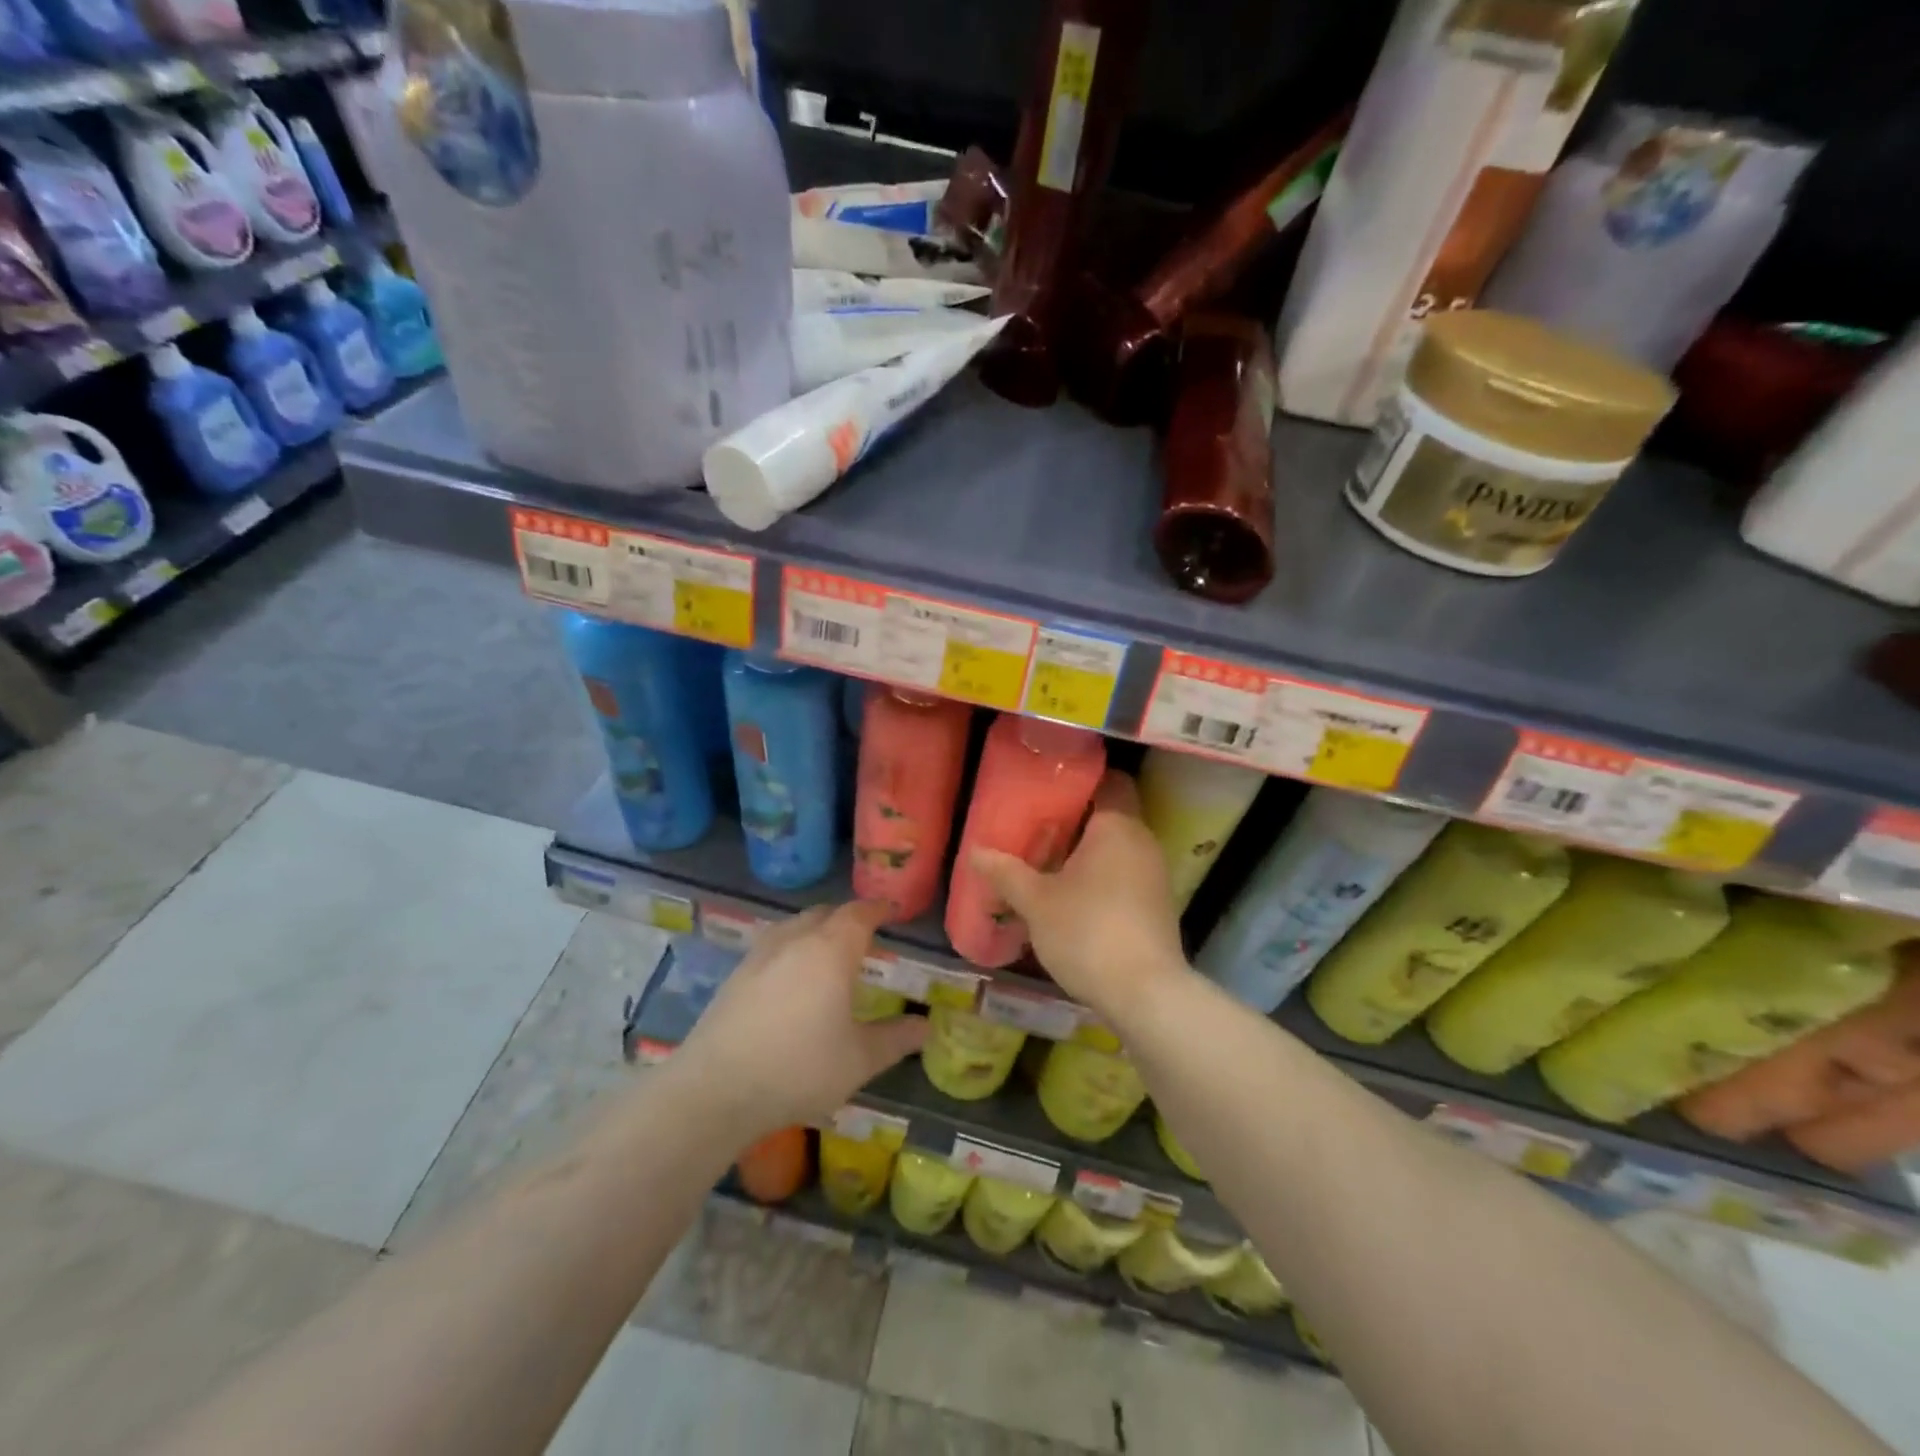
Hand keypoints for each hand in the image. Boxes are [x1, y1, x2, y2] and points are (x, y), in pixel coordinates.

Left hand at [674, 901, 927, 1142]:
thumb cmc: (799, 1068)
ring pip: (795, 926)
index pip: (859, 914)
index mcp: (831, 950)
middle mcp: (796, 940)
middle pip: (825, 913)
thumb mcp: (859, 1060)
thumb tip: (925, 1027)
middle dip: (848, 918)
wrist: (716, 1089)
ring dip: (817, 930)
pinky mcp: (736, 975)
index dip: (878, 908)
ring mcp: (760, 955)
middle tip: (865, 935)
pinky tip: (793, 979)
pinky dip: (792, 949)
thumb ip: (895, 1039)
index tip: (892, 909)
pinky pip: (774, 945)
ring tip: (829, 953)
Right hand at [971, 770, 1189, 1020]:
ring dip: (1087, 853)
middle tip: (1036, 829)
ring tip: (1048, 865)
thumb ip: (1006, 872)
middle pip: (1110, 815)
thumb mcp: (1036, 902)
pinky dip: (1102, 878)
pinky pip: (1126, 875)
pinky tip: (1073, 898)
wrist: (1145, 994)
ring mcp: (1155, 875)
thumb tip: (975, 852)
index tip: (1049, 789)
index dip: (1081, 780)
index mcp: (1117, 826)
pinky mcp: (1158, 905)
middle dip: (1075, 821)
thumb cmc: (1087, 931)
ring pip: (1118, 848)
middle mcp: (1143, 841)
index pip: (1110, 781)